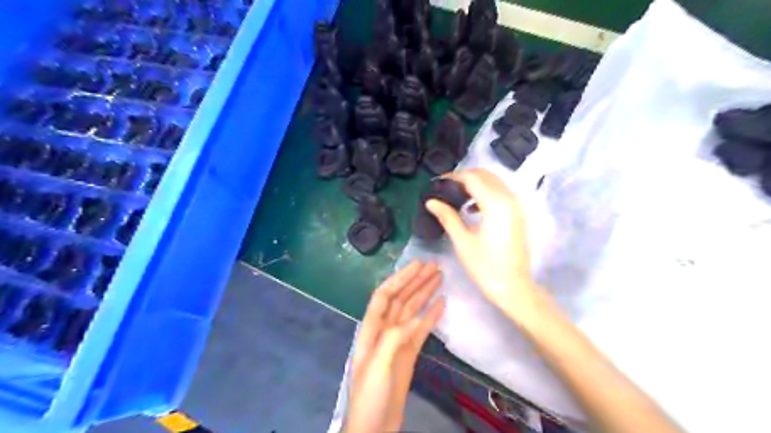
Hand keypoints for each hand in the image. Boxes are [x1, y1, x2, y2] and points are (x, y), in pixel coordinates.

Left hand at [345, 260, 445, 431]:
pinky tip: (442, 303)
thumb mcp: (378, 365)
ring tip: (440, 277)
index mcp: (371, 330)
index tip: (417, 265)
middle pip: (401, 299)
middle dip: (415, 281)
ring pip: (412, 311)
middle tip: (434, 266)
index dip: (400, 278)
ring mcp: (398, 341)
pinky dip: (431, 315)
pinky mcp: (410, 353)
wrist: (374, 428)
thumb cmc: (370, 397)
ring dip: (425, 293)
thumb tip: (416, 316)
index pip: (385, 295)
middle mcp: (384, 330)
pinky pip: (422, 329)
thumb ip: (394, 338)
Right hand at [425, 169, 537, 321]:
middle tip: (445, 187)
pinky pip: (501, 193)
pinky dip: (486, 193)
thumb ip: (447, 216)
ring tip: (456, 195)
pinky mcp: (518, 213)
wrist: (512, 286)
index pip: (473, 179)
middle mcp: (510, 200)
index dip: (454, 177)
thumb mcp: (462, 241)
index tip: (437, 182)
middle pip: (486, 176)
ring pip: (495, 182)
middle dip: (465, 177)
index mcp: (496, 205)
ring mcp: (517, 206)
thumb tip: (430, 201)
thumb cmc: (485, 267)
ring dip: (476, 183)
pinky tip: (472, 207)